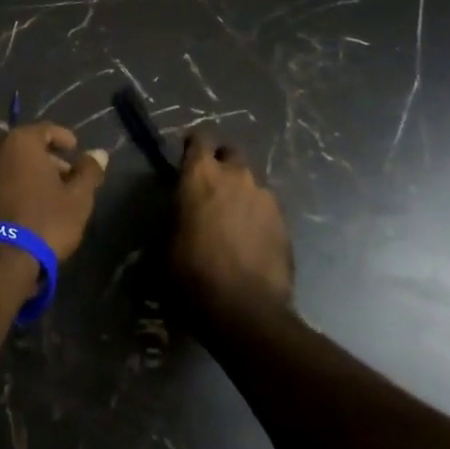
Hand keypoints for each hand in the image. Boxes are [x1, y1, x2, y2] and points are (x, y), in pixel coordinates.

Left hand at [0, 122, 107, 260]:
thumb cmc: (44, 222)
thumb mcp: (78, 198)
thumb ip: (89, 171)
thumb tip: (99, 153)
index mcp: (20, 142)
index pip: (45, 129)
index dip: (63, 138)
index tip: (75, 150)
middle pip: (23, 147)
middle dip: (44, 159)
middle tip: (62, 177)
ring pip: (4, 166)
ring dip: (23, 174)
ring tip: (41, 196)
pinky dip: (5, 189)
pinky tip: (17, 209)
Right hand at [172, 133, 293, 321]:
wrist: (245, 310)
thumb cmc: (192, 273)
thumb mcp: (165, 243)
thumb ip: (176, 216)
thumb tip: (180, 214)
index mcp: (201, 174)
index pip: (199, 139)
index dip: (193, 147)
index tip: (187, 158)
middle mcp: (236, 175)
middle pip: (230, 153)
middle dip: (221, 163)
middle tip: (211, 187)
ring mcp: (265, 196)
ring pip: (251, 182)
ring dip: (241, 192)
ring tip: (232, 219)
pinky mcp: (284, 221)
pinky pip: (266, 208)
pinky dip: (256, 216)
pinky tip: (250, 239)